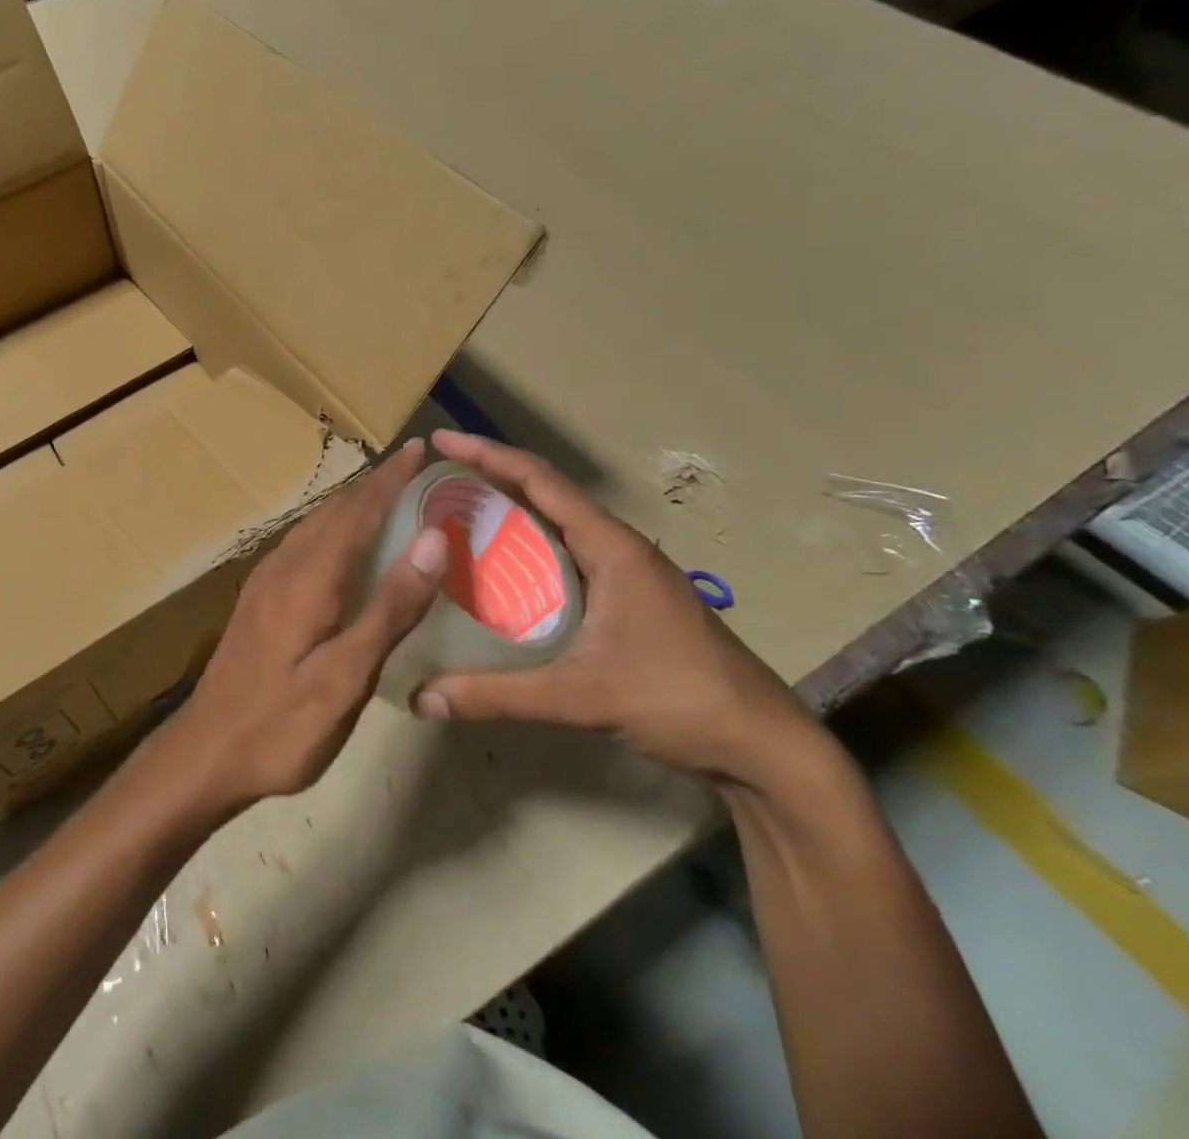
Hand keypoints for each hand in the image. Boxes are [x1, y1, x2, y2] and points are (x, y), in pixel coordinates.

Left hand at [170, 439, 447, 812]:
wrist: (206, 752)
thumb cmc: (282, 724)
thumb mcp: (347, 676)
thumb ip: (390, 607)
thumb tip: (433, 538)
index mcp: (309, 577)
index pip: (358, 511)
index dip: (390, 478)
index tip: (420, 448)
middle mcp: (285, 566)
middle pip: (335, 511)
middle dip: (374, 484)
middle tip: (414, 469)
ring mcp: (266, 581)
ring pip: (316, 525)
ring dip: (352, 504)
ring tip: (387, 496)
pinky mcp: (259, 599)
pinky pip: (304, 544)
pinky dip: (333, 529)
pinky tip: (345, 547)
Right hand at [414, 429, 823, 788]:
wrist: (765, 747)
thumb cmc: (679, 699)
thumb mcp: (582, 695)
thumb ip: (499, 695)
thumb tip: (423, 698)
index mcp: (611, 547)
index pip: (540, 481)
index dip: (487, 455)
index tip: (441, 442)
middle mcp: (619, 548)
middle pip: (546, 495)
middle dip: (491, 479)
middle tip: (437, 483)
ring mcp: (628, 574)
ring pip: (557, 527)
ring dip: (511, 515)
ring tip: (458, 519)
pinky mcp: (630, 600)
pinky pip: (567, 558)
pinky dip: (529, 552)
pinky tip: (502, 575)